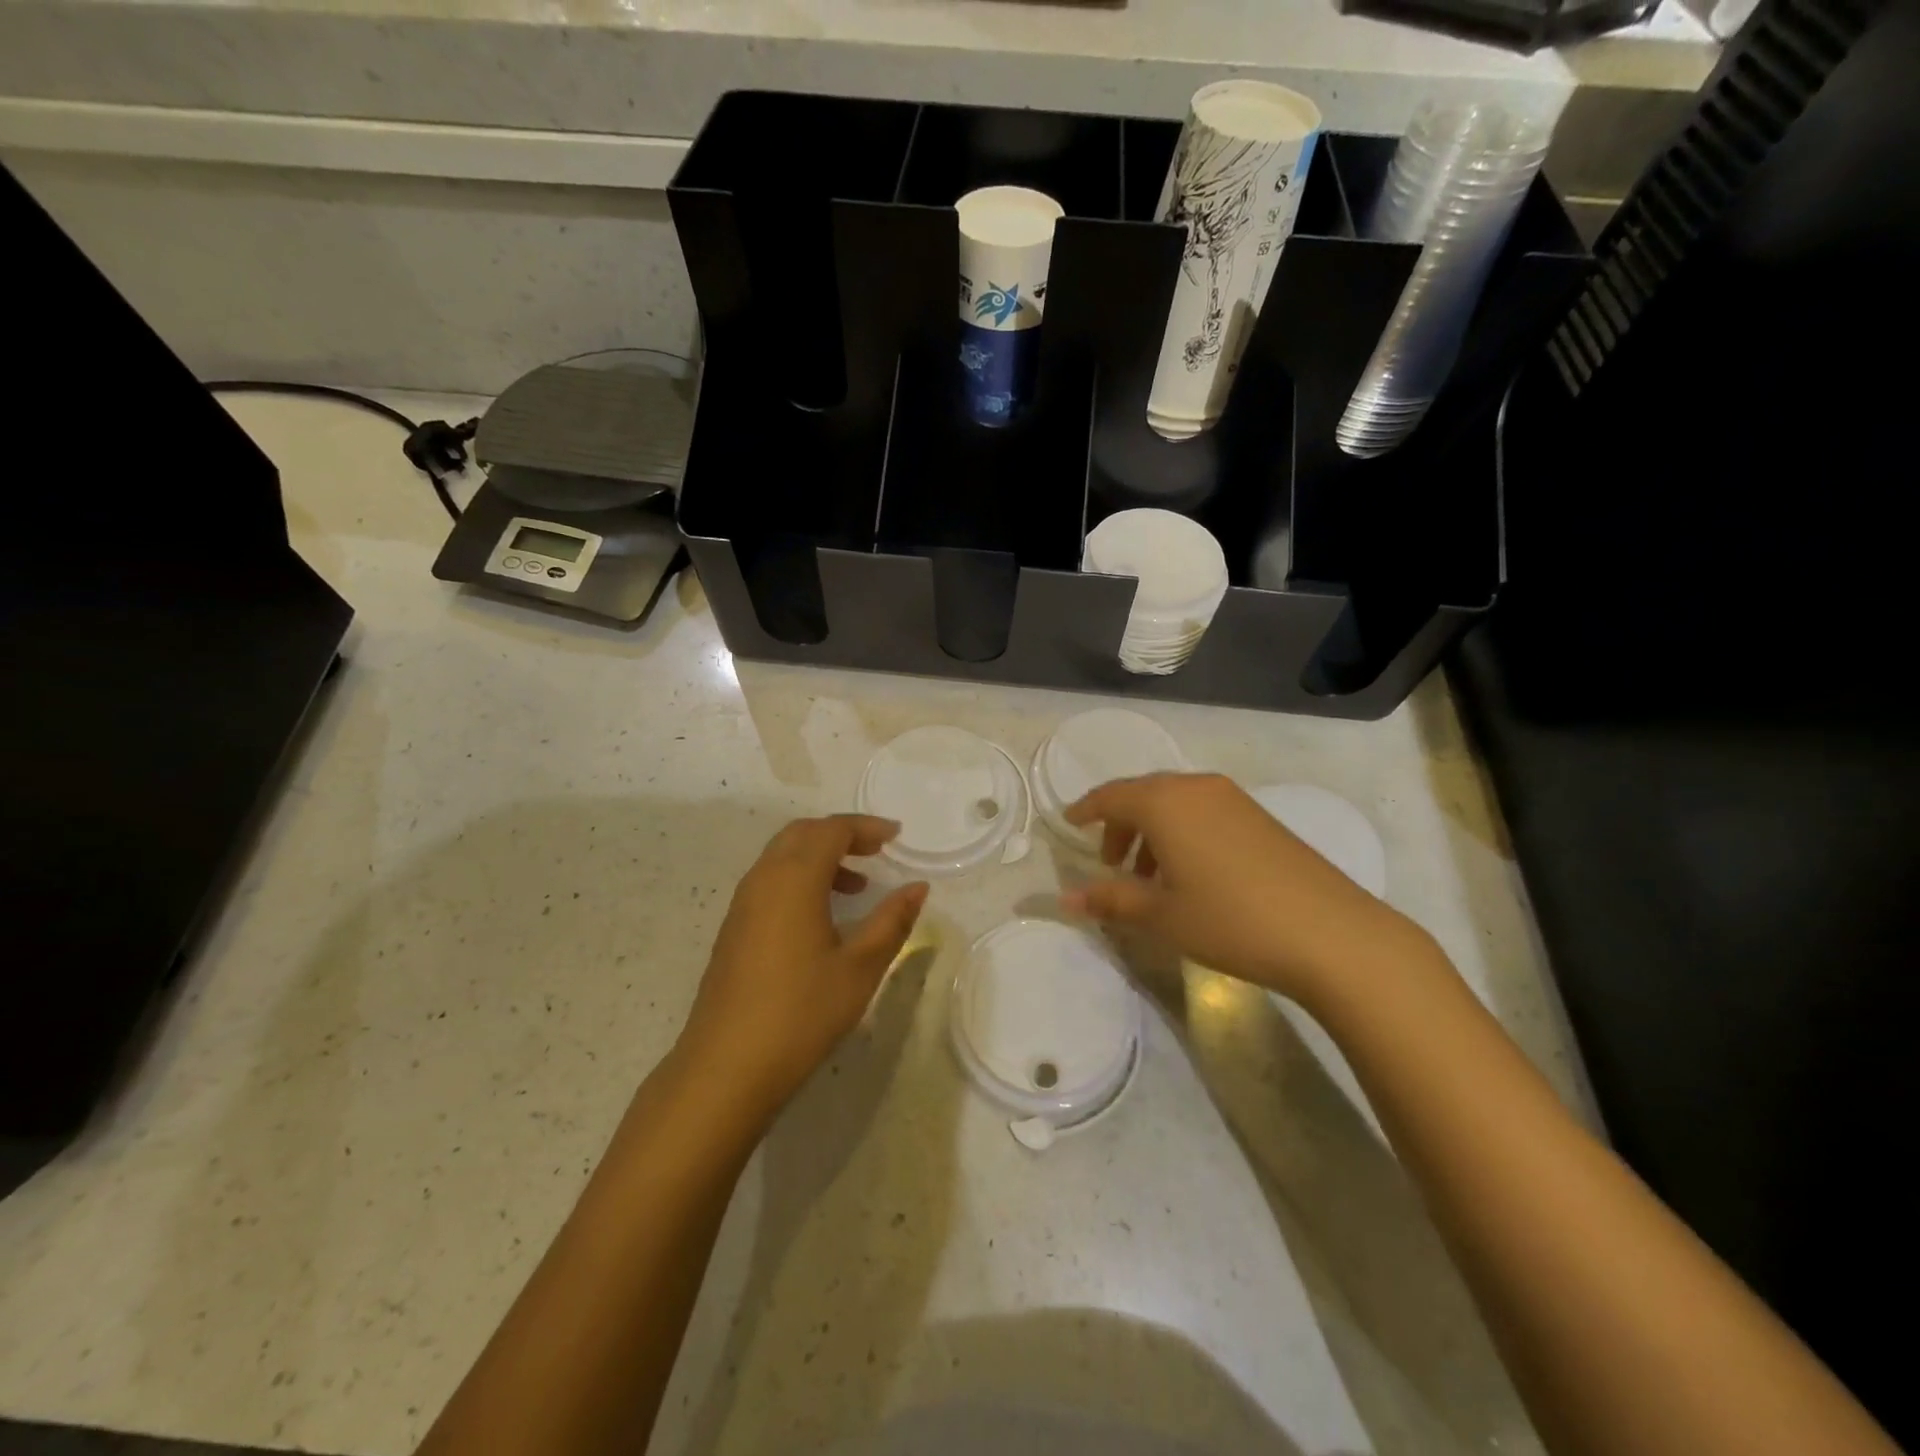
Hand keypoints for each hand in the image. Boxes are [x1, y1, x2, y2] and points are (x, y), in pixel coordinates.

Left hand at [676, 815, 927, 1122]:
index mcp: (793, 879)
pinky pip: (770, 881)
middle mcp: (763, 880)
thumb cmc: (801, 1013)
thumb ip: (891, 921)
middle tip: (877, 851)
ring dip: (820, 857)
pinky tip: (822, 916)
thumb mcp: (860, 968)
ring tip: (858, 885)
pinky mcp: (734, 929)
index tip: (897, 836)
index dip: (866, 827)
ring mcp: (742, 904)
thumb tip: (918, 887)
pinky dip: (801, 878)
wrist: (726, 1067)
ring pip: (782, 857)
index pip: (831, 830)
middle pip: (802, 834)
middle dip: (841, 834)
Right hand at [1059, 773, 1427, 1005]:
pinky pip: (1203, 812)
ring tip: (1149, 879)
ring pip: (1176, 804)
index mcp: (1165, 802)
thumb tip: (1066, 899)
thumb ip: (1110, 899)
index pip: (1111, 795)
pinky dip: (1182, 834)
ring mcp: (1233, 799)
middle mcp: (1196, 787)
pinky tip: (1190, 875)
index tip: (1069, 825)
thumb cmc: (1230, 920)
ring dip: (1153, 833)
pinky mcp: (1260, 817)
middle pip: (1143, 795)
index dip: (1086, 809)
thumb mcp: (1161, 915)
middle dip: (1120, 826)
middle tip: (1111, 865)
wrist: (1330, 933)